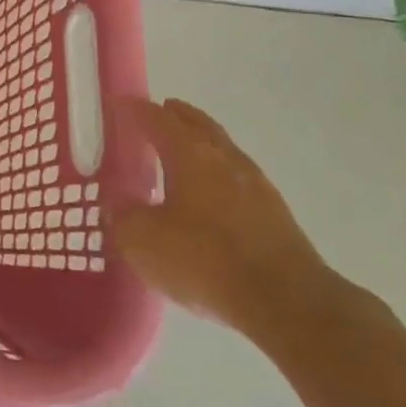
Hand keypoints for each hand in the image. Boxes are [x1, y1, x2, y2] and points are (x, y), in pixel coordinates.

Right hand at [107, 98, 331, 336]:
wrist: (287, 303)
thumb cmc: (203, 260)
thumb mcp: (141, 240)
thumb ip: (123, 215)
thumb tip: (119, 205)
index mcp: (190, 154)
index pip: (157, 119)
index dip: (134, 109)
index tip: (118, 103)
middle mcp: (226, 160)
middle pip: (199, 126)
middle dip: (178, 116)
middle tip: (160, 111)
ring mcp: (257, 187)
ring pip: (223, 152)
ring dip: (203, 146)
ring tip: (182, 153)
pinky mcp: (277, 217)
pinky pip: (238, 182)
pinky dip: (219, 177)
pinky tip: (210, 196)